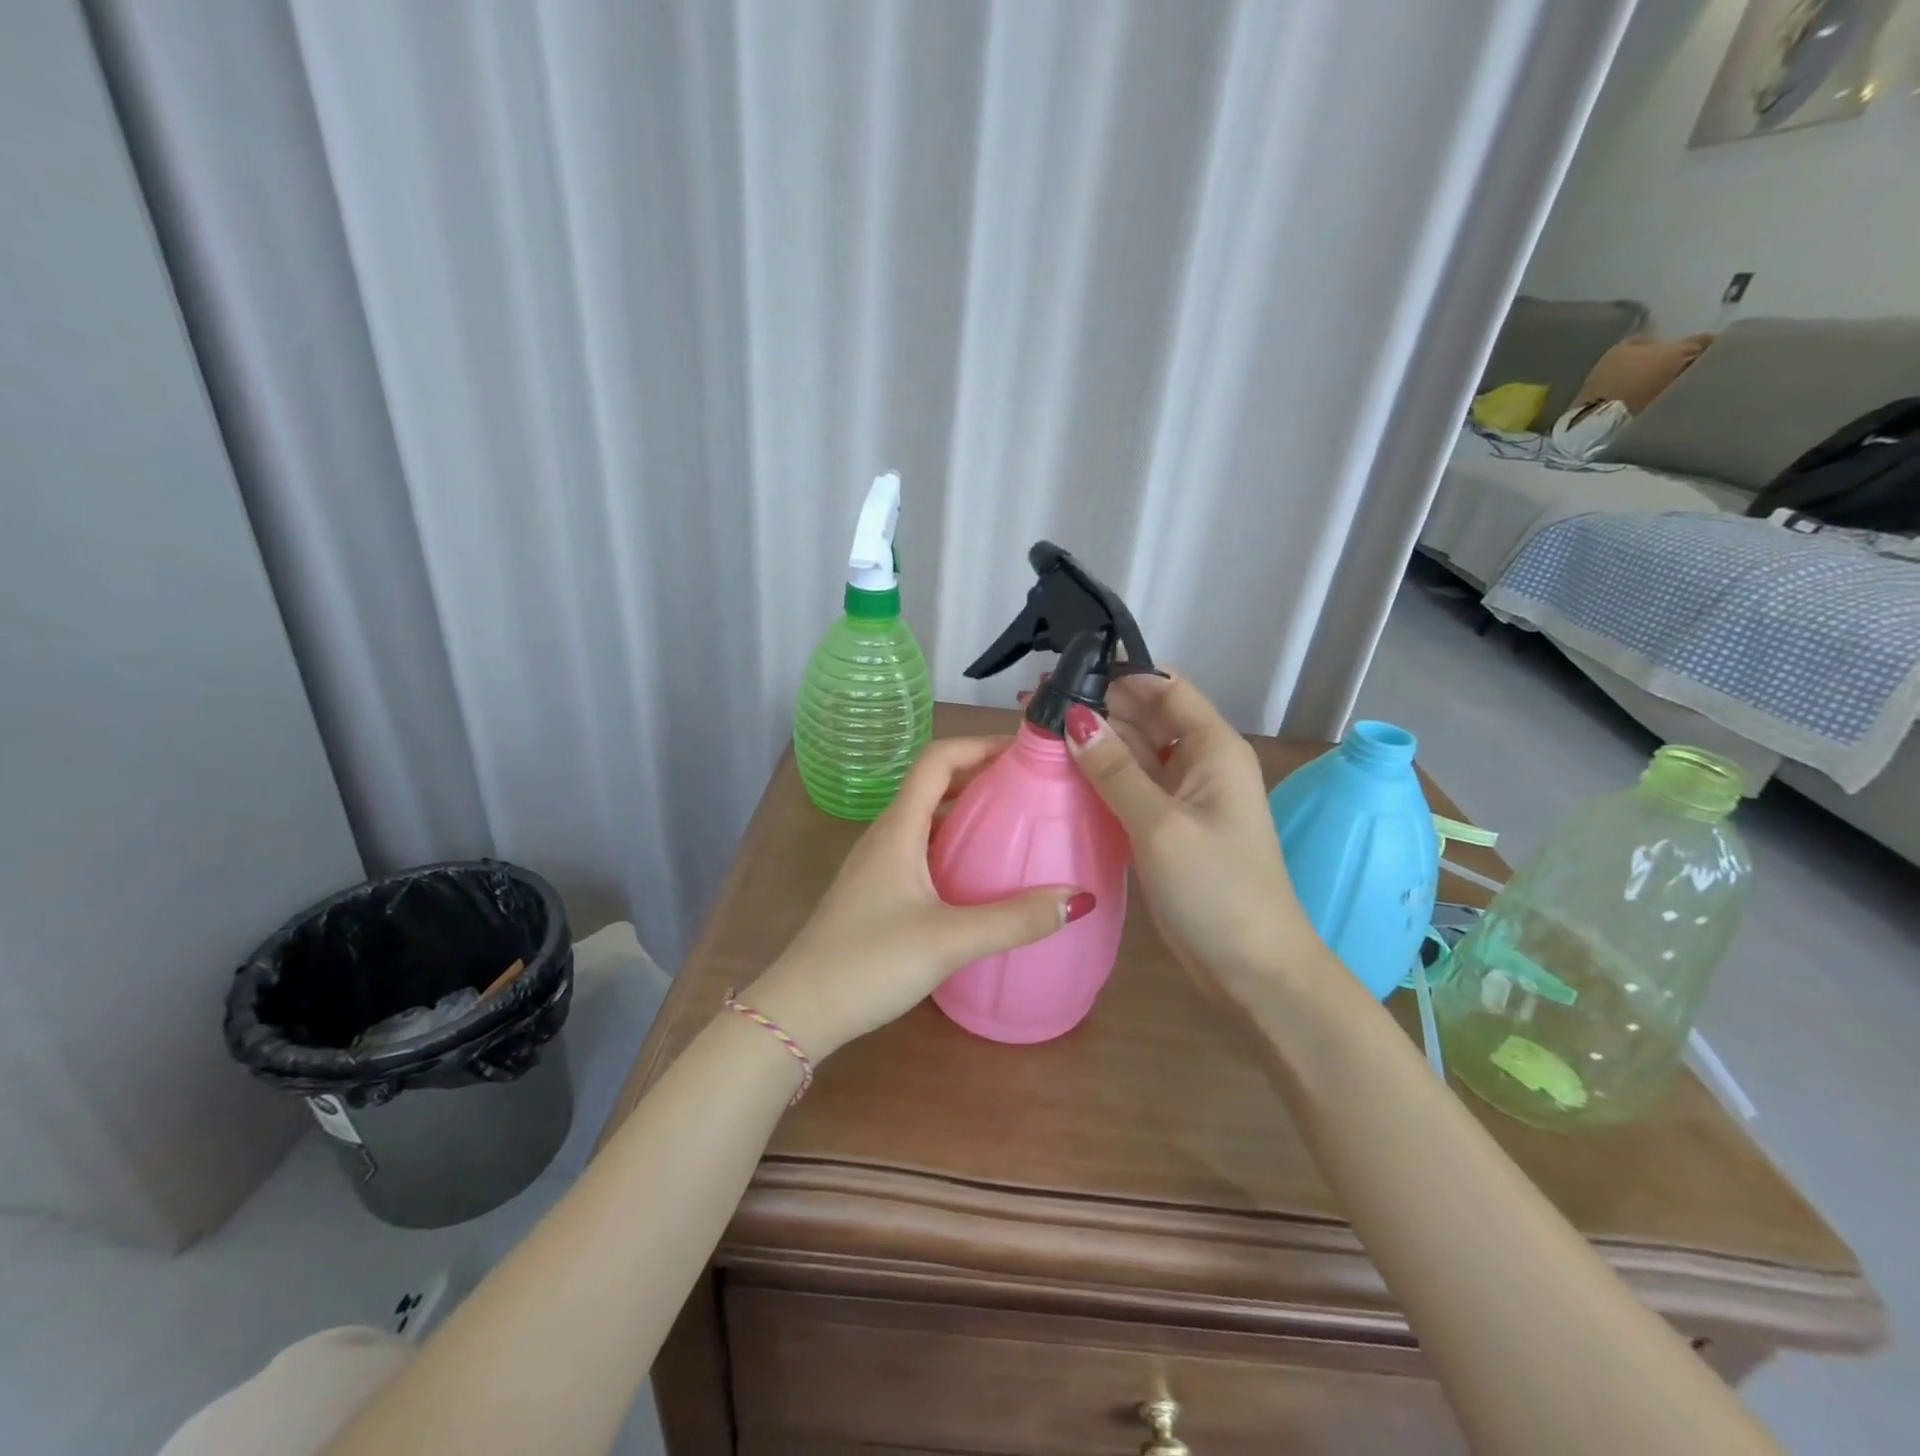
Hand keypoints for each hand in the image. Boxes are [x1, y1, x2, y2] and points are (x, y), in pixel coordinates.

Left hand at [747, 737, 1082, 1058]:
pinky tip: (980, 877)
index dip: (979, 744)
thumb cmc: (869, 963)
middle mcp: (887, 836)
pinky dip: (955, 845)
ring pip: (929, 819)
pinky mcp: (878, 893)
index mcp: (898, 829)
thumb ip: (1015, 920)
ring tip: (1016, 826)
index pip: (937, 759)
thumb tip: (1080, 897)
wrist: (799, 1011)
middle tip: (1033, 788)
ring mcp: (878, 865)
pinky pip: (923, 850)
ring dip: (968, 811)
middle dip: (982, 776)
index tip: (1025, 752)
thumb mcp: (949, 940)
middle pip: (935, 784)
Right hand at [1062, 675, 1319, 992]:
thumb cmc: (1216, 890)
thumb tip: (1073, 717)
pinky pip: (1130, 786)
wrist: (1254, 970)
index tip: (1062, 673)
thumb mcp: (1160, 825)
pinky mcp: (1167, 826)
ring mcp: (1183, 796)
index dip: (1118, 674)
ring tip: (1036, 734)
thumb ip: (1115, 770)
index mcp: (1213, 748)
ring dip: (1093, 742)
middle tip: (1033, 705)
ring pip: (1134, 752)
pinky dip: (1099, 777)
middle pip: (1146, 717)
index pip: (1165, 687)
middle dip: (1096, 707)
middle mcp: (1200, 762)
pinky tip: (1060, 774)